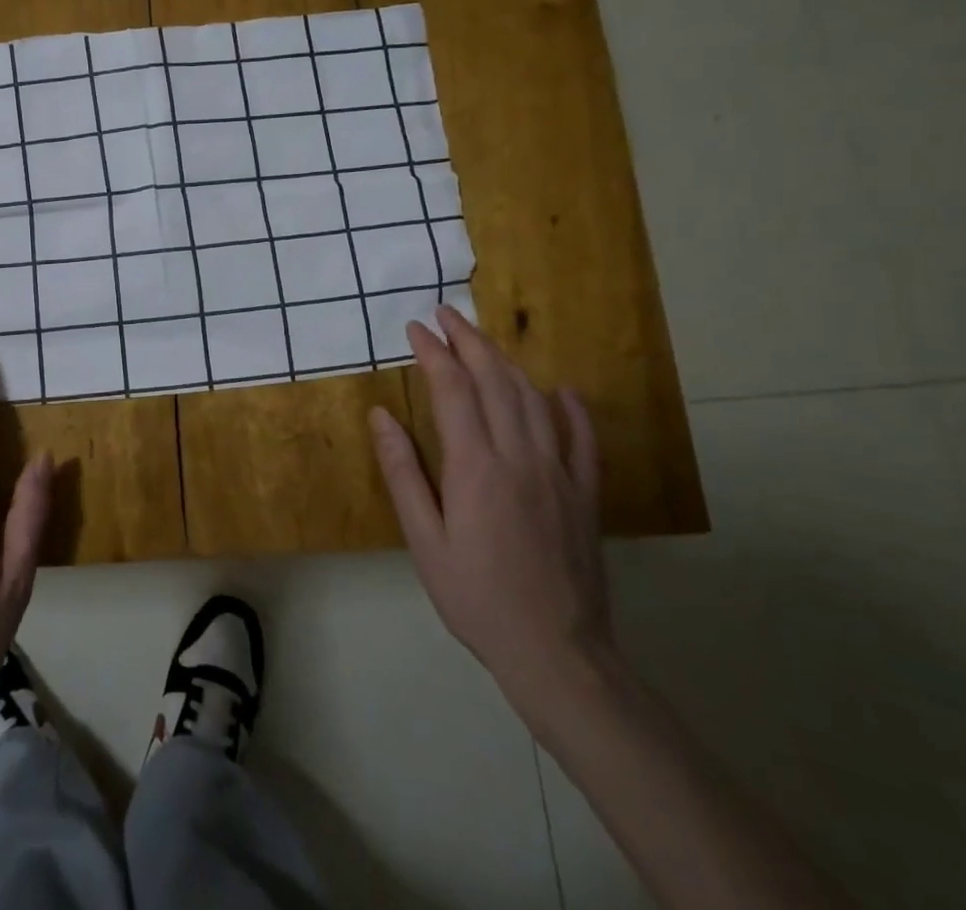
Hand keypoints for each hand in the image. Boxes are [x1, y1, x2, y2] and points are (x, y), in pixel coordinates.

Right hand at [368, 305, 611, 701]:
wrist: (556, 651)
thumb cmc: (475, 596)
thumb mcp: (424, 539)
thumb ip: (403, 472)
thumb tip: (381, 416)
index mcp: (476, 466)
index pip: (453, 390)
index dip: (434, 353)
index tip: (415, 327)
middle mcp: (520, 457)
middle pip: (495, 381)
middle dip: (468, 341)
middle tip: (446, 314)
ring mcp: (559, 473)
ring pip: (533, 399)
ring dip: (506, 362)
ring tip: (482, 339)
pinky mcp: (584, 494)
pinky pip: (582, 439)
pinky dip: (571, 408)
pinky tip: (561, 390)